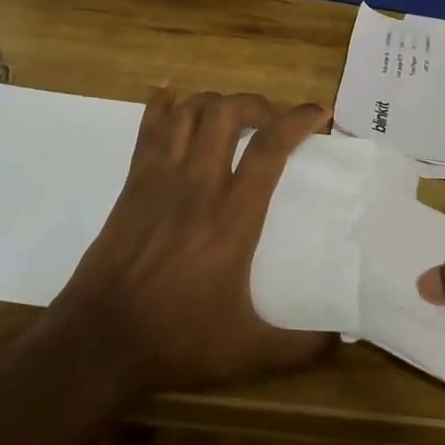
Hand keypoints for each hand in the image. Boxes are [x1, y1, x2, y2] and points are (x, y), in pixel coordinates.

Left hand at [53, 87, 333, 396]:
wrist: (100, 341)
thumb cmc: (177, 340)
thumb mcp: (248, 351)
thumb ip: (301, 346)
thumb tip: (343, 339)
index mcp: (233, 216)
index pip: (270, 147)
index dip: (299, 119)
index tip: (320, 112)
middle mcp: (199, 184)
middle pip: (227, 112)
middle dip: (256, 103)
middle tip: (271, 120)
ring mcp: (160, 178)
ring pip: (189, 111)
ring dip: (215, 102)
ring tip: (231, 116)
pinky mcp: (132, 182)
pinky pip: (148, 127)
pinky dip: (162, 102)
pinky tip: (172, 92)